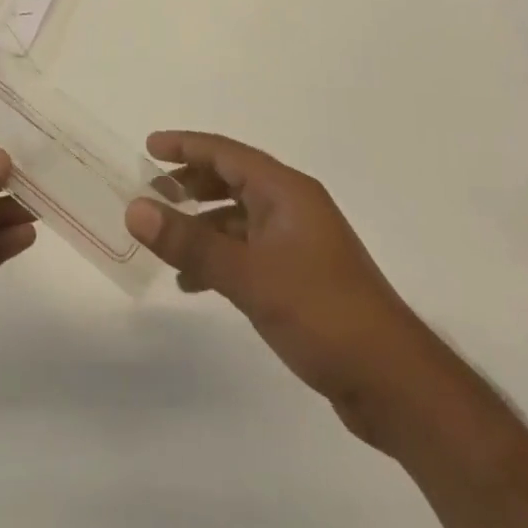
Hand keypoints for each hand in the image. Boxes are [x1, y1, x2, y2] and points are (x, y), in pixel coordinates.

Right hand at [127, 131, 449, 450]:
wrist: (393, 381)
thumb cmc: (322, 312)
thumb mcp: (248, 276)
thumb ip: (190, 242)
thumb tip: (135, 209)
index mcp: (286, 191)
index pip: (227, 153)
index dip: (186, 146)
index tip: (148, 147)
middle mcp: (293, 208)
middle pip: (233, 180)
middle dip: (191, 183)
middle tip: (151, 193)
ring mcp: (299, 243)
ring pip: (239, 218)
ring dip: (202, 224)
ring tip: (164, 239)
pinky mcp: (301, 277)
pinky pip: (248, 251)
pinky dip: (219, 257)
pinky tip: (194, 282)